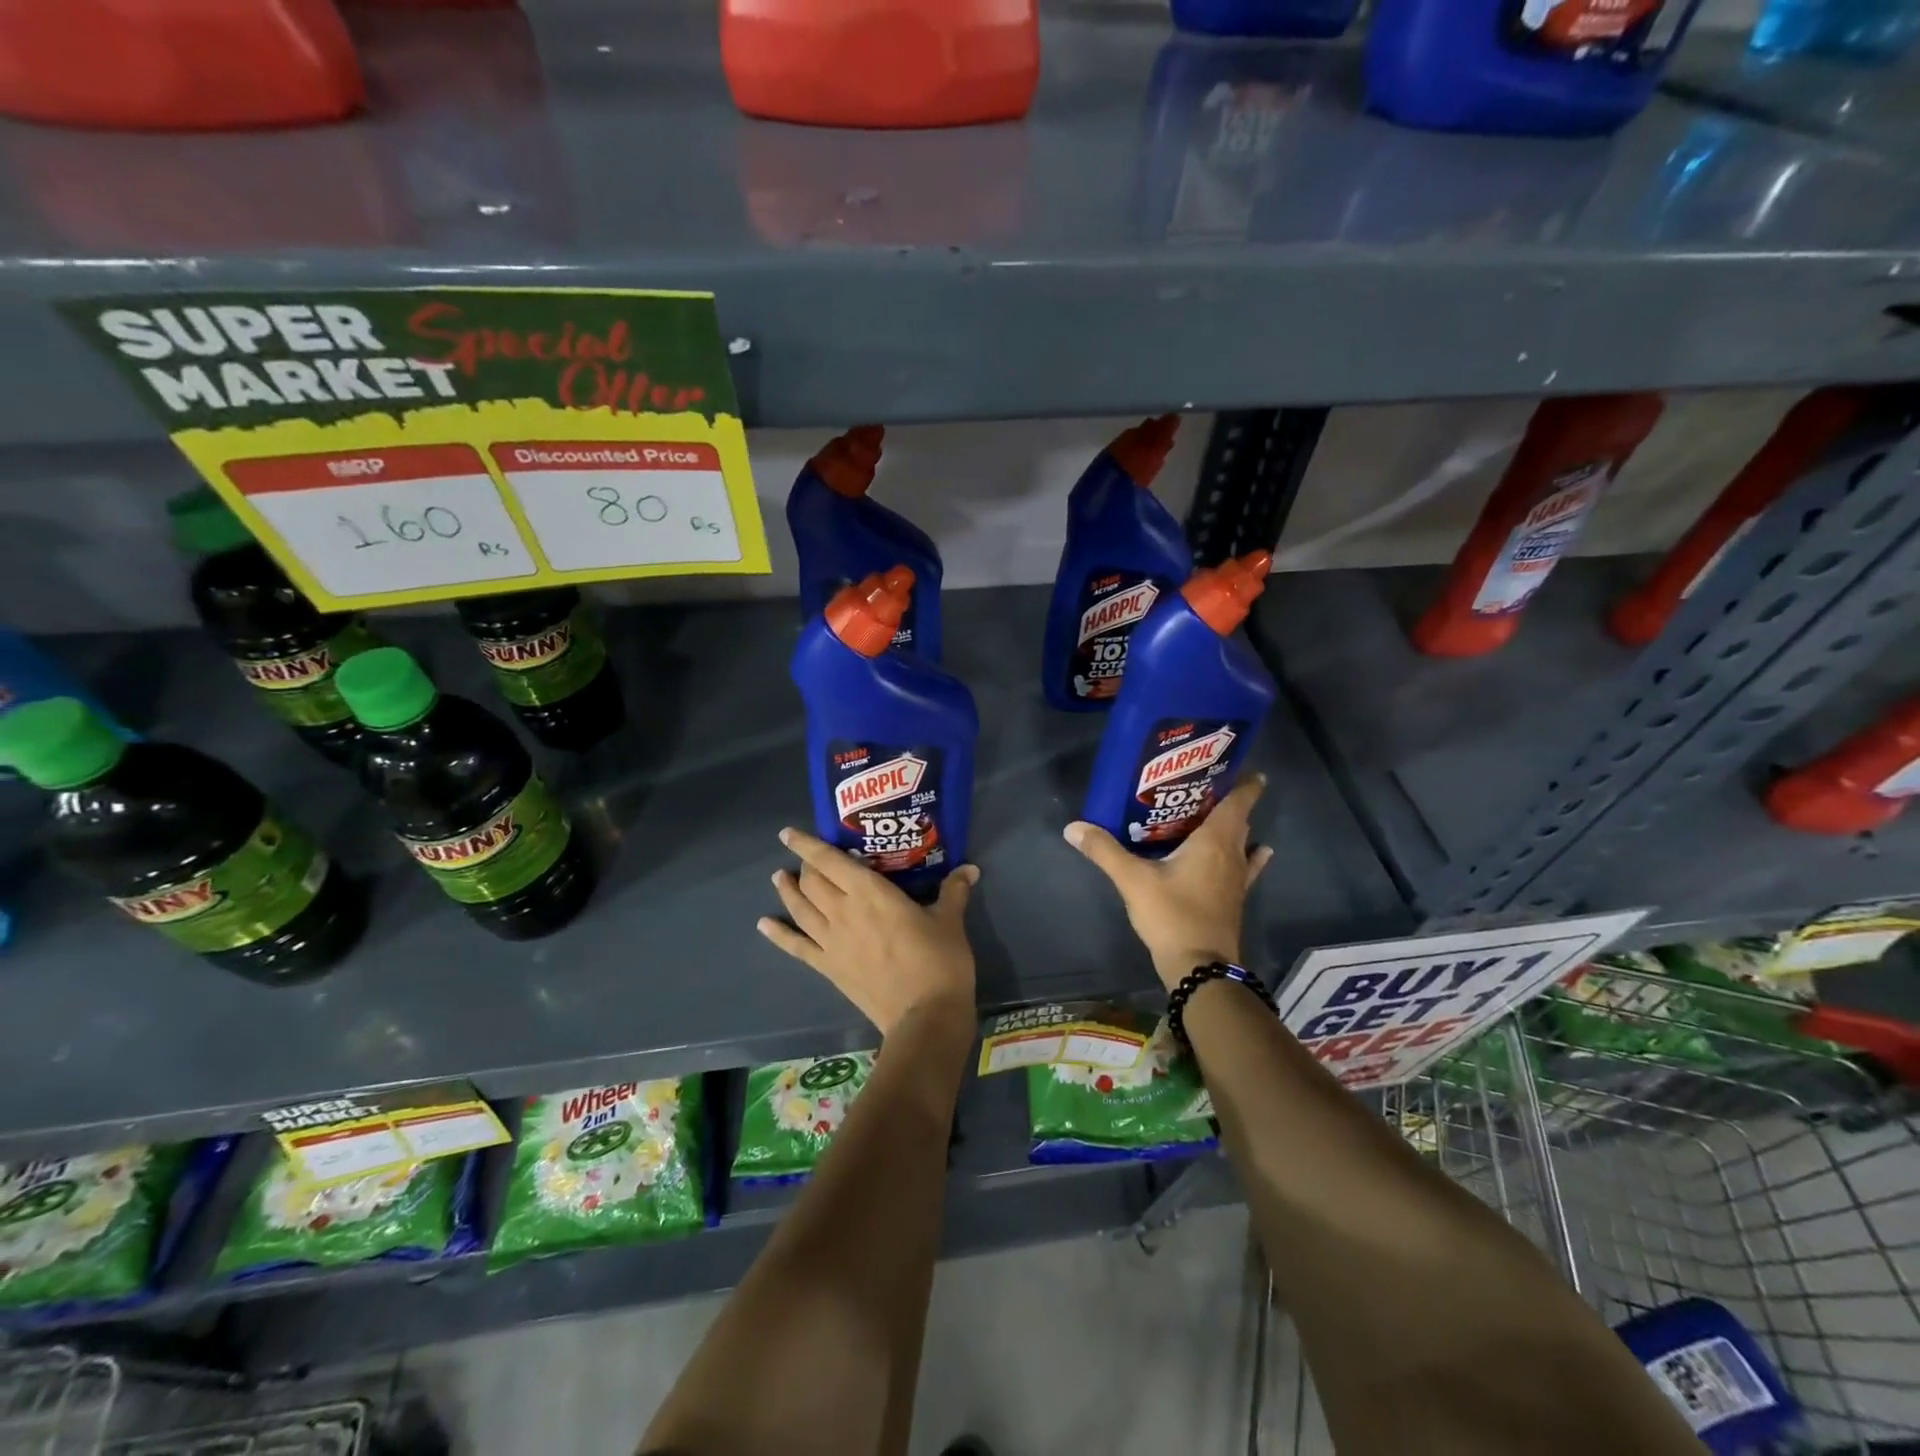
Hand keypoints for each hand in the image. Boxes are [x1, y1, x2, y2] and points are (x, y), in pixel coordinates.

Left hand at [757, 827, 979, 1036]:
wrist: (925, 1016)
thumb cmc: (940, 961)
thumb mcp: (950, 921)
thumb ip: (953, 891)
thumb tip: (969, 869)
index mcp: (871, 893)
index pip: (830, 861)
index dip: (807, 844)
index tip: (788, 833)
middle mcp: (843, 911)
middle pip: (812, 881)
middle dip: (806, 866)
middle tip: (809, 859)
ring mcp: (831, 941)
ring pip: (800, 908)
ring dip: (787, 891)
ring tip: (778, 878)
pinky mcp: (828, 968)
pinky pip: (797, 947)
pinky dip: (778, 935)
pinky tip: (763, 925)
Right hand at [1063, 775, 1274, 990]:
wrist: (1200, 968)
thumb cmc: (1172, 915)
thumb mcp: (1133, 880)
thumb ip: (1105, 851)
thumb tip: (1073, 827)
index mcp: (1215, 840)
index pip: (1237, 801)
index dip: (1243, 781)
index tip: (1237, 763)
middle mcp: (1232, 853)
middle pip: (1237, 818)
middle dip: (1226, 798)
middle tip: (1200, 782)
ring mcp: (1237, 878)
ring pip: (1240, 840)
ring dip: (1233, 825)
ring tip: (1212, 811)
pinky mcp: (1233, 898)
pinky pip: (1244, 865)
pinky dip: (1249, 854)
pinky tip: (1258, 851)